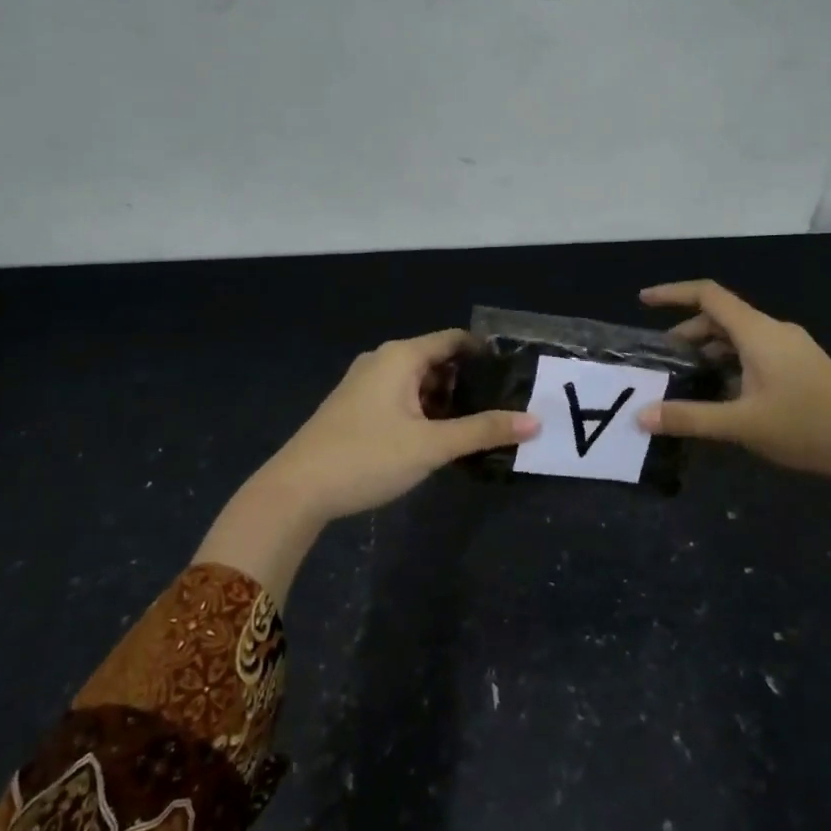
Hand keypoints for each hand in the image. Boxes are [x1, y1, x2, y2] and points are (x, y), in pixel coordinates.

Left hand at [199, 330, 538, 599]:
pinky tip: (439, 437)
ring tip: (478, 426)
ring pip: (419, 382)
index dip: (486, 354)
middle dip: (469, 382)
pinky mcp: (356, 407)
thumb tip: (535, 422)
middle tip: (504, 406)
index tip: (516, 375)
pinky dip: (424, 410)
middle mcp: (383, 360)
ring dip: (447, 400)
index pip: (455, 340)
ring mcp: (365, 383)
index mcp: (401, 356)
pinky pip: (401, 397)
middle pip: (438, 360)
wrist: (295, 491)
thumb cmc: (367, 458)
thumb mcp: (431, 445)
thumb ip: (483, 431)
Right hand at [634, 280, 830, 488]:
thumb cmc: (808, 426)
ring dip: (709, 352)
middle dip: (687, 334)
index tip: (643, 301)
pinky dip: (729, 365)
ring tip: (685, 380)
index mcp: (758, 333)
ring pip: (738, 339)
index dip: (673, 293)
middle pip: (721, 319)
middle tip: (661, 361)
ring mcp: (791, 350)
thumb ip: (690, 418)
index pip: (708, 296)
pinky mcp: (800, 368)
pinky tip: (721, 395)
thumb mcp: (742, 424)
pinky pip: (754, 354)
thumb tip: (640, 416)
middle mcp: (773, 332)